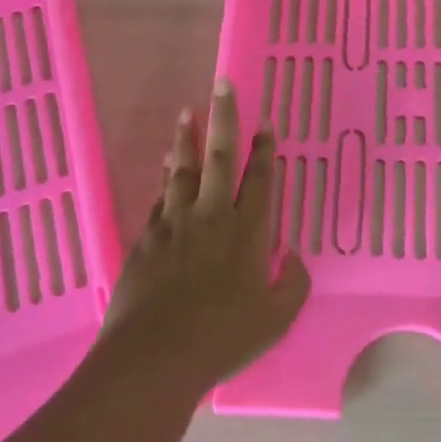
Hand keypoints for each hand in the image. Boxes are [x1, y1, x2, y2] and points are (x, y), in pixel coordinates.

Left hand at [100, 81, 309, 394]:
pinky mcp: (147, 237)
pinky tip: (167, 164)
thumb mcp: (275, 320)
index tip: (265, 122)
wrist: (154, 357)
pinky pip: (160, 195)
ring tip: (188, 112)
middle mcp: (212, 215)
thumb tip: (293, 255)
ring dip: (187, 139)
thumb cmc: (222, 338)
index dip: (265, 149)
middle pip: (219, 156)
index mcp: (247, 231)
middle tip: (223, 84)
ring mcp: (175, 223)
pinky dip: (165, 175)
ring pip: (183, 169)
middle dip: (224, 118)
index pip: (260, 179)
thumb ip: (293, 284)